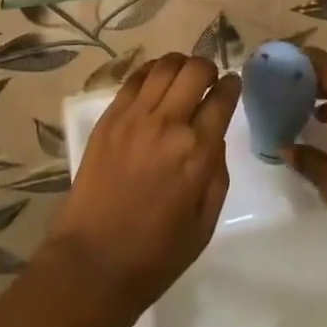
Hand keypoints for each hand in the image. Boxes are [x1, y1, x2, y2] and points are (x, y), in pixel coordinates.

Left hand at [46, 53, 241, 318]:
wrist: (93, 262)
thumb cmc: (155, 255)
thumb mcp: (203, 225)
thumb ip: (216, 176)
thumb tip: (214, 139)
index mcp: (196, 153)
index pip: (221, 100)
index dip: (231, 86)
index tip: (232, 84)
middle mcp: (168, 124)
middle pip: (195, 71)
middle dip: (208, 68)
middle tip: (209, 79)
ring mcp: (135, 116)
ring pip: (165, 66)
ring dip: (181, 64)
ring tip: (183, 74)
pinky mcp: (110, 117)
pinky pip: (135, 78)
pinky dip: (151, 71)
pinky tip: (156, 79)